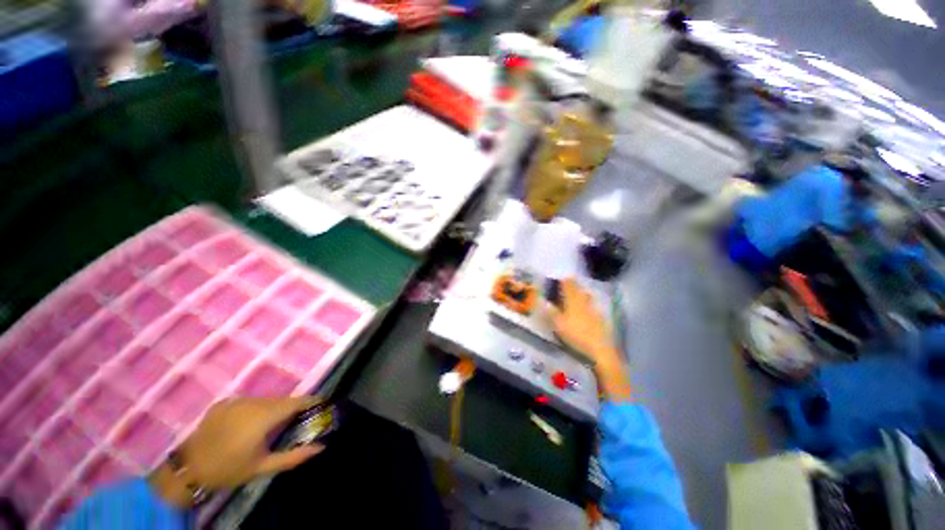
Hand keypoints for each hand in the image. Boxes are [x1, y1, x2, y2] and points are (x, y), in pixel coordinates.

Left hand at [150, 397, 322, 506]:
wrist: (188, 469)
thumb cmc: (228, 469)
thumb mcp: (262, 467)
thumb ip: (294, 456)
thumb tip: (320, 447)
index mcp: (264, 416)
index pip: (296, 402)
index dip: (311, 401)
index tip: (321, 404)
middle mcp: (253, 402)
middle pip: (281, 400)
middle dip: (292, 408)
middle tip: (298, 420)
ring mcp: (236, 400)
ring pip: (265, 400)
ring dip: (274, 408)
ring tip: (272, 424)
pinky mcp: (224, 402)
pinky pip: (249, 402)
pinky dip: (256, 409)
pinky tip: (249, 423)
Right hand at [549, 278, 613, 359]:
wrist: (600, 349)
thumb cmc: (576, 334)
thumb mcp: (558, 324)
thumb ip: (551, 311)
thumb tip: (544, 301)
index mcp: (573, 300)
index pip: (568, 285)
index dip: (563, 281)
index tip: (559, 279)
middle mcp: (584, 301)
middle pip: (579, 289)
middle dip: (573, 285)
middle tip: (567, 284)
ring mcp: (594, 309)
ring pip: (587, 296)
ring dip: (581, 293)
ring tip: (576, 294)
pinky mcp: (601, 318)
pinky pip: (592, 305)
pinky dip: (587, 303)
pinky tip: (586, 309)